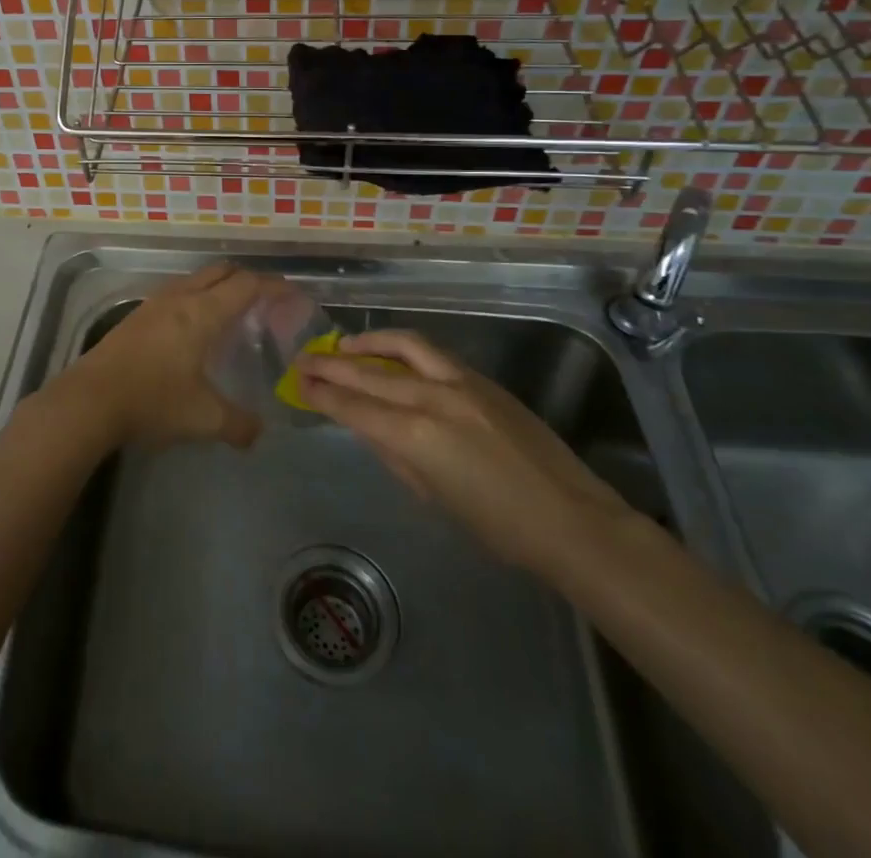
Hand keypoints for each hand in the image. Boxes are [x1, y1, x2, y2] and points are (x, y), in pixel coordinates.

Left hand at [55, 263, 265, 449]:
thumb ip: (239, 425)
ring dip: (218, 286)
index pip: (247, 285)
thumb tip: (258, 432)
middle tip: (266, 301)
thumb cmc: (153, 401)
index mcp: (203, 312)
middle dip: (247, 279)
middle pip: (221, 272)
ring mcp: (154, 303)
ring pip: (195, 279)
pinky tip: (193, 328)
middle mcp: (180, 297)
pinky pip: (177, 293)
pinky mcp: (136, 316)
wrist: (90, 400)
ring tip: (232, 312)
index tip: (292, 294)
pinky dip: (196, 298)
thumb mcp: (204, 418)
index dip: (273, 286)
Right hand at [296, 329, 631, 574]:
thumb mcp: (433, 496)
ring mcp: (459, 382)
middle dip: (331, 365)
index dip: (322, 394)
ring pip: (402, 346)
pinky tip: (391, 354)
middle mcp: (431, 398)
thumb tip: (371, 428)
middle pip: (368, 372)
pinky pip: (431, 354)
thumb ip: (395, 455)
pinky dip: (402, 349)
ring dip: (367, 343)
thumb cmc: (498, 527)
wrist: (571, 519)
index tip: (299, 383)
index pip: (353, 406)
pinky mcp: (482, 379)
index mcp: (415, 435)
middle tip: (305, 359)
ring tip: (343, 345)